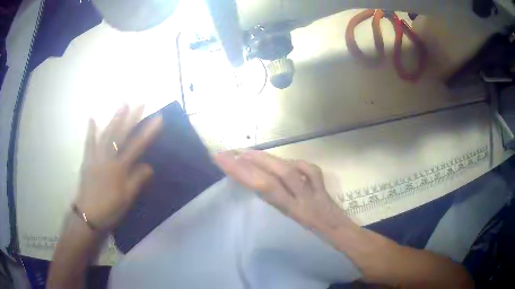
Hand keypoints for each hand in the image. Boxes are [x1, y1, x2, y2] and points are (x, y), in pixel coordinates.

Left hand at [74, 105, 161, 231]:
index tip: (158, 118)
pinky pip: (89, 142)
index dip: (148, 131)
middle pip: (121, 134)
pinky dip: (91, 130)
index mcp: (119, 168)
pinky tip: (92, 118)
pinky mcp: (87, 160)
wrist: (88, 216)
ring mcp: (96, 157)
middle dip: (131, 117)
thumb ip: (137, 180)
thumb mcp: (127, 198)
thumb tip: (149, 166)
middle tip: (140, 101)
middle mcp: (107, 158)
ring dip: (115, 118)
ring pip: (106, 134)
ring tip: (122, 103)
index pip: (136, 146)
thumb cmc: (109, 209)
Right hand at [213, 150, 356, 234]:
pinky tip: (284, 161)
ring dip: (266, 159)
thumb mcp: (296, 230)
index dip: (242, 173)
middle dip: (248, 163)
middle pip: (274, 177)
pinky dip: (294, 163)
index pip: (264, 188)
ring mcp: (314, 190)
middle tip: (227, 153)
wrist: (344, 236)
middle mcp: (302, 199)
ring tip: (246, 153)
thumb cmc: (319, 242)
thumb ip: (280, 208)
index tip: (221, 159)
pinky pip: (309, 170)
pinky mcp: (322, 186)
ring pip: (290, 171)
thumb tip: (261, 188)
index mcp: (294, 212)